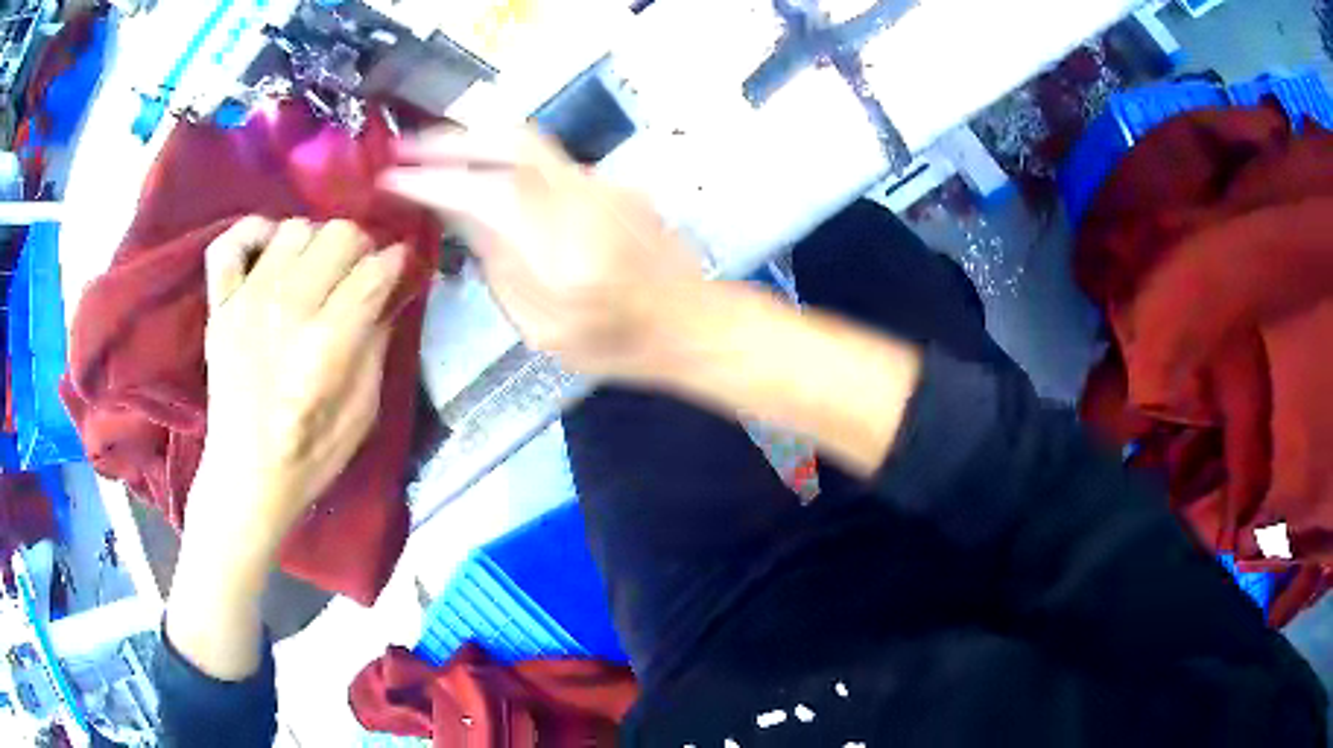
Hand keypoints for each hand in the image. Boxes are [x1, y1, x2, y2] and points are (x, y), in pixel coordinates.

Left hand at [193, 217, 405, 552]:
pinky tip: (271, 253)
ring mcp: (247, 301)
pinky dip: (255, 234)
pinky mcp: (220, 304)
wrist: (246, 476)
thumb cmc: (312, 454)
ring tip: (314, 273)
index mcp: (326, 346)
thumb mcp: (364, 410)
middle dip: (360, 250)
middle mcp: (286, 310)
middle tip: (356, 278)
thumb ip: (377, 343)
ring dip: (314, 243)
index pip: (375, 270)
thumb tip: (390, 289)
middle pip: (339, 235)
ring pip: (295, 228)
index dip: (396, 264)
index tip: (398, 272)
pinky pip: (232, 241)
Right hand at [380, 127, 704, 380]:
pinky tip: (484, 173)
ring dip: (475, 140)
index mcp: (559, 247)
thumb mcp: (542, 328)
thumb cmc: (615, 343)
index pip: (481, 192)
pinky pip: (546, 159)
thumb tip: (462, 218)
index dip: (430, 180)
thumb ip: (499, 268)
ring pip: (528, 142)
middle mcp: (580, 197)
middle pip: (509, 141)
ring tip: (434, 153)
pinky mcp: (609, 181)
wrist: (688, 321)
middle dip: (450, 139)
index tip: (391, 177)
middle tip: (406, 148)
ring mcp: (600, 182)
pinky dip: (505, 157)